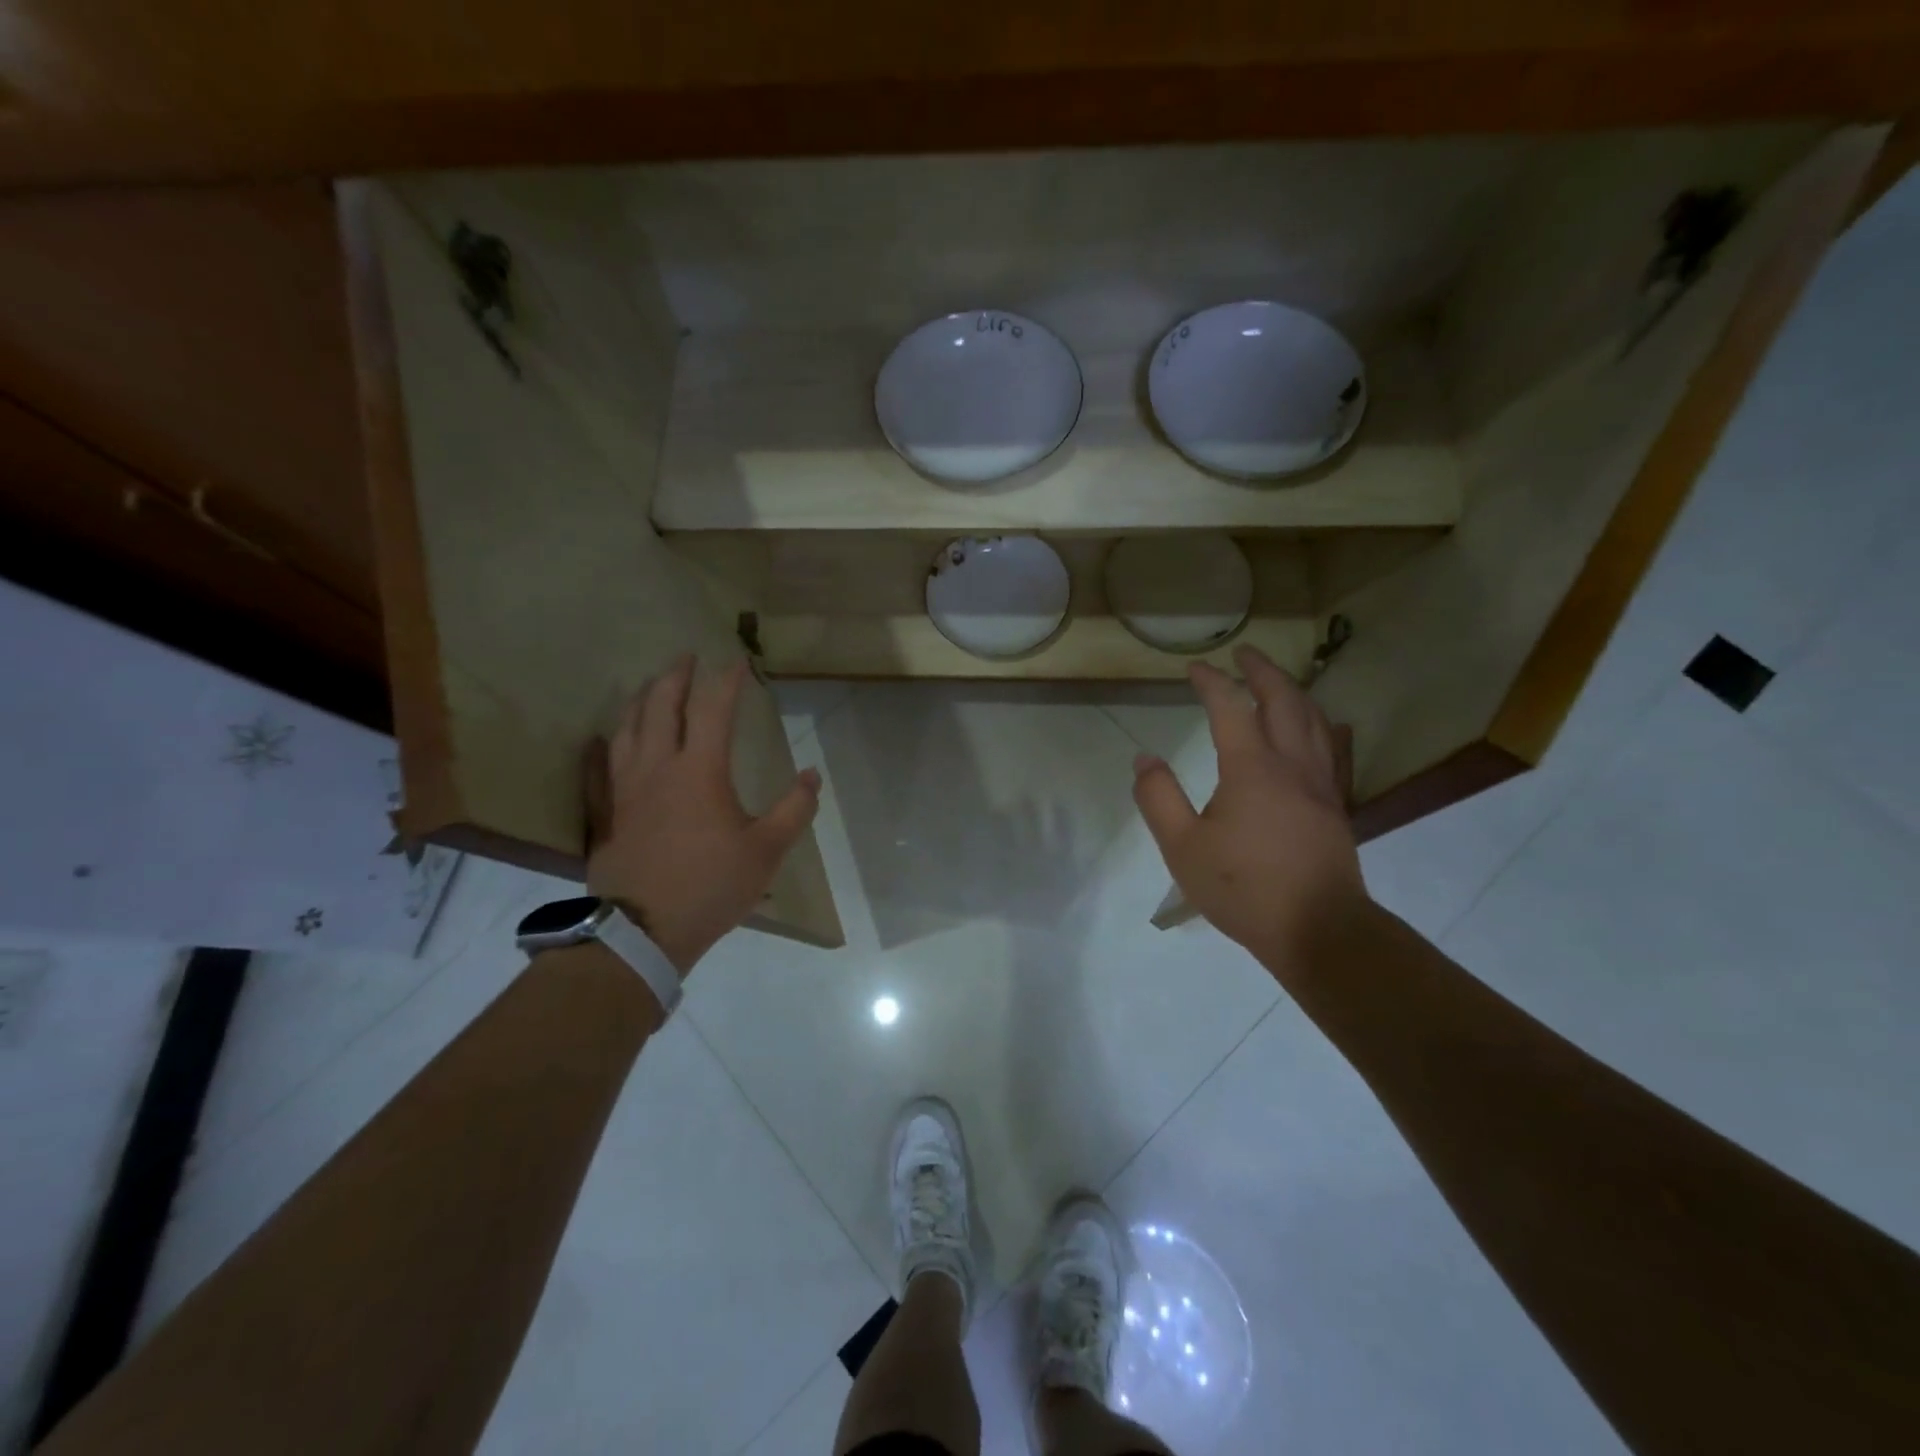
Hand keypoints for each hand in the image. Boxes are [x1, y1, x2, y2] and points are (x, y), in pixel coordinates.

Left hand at [585, 655, 820, 975]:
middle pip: (662, 706)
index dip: (726, 681)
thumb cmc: (711, 886)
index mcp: (700, 771)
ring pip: (627, 728)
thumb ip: (794, 809)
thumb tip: (810, 775)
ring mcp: (625, 788)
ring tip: (650, 685)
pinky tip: (599, 737)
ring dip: (641, 699)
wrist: (643, 931)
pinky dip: (601, 745)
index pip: (713, 709)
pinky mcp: (606, 812)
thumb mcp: (767, 851)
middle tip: (686, 656)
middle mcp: (658, 767)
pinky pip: (597, 768)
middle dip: (675, 675)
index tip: (738, 662)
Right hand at [1132, 645, 1370, 978]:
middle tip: (1245, 652)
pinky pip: (1334, 750)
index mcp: (1251, 768)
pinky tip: (1329, 725)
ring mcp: (1320, 784)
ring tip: (1278, 680)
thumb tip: (1144, 759)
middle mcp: (1291, 764)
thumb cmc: (1243, 889)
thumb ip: (1159, 798)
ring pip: (1314, 720)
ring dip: (1294, 691)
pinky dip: (1326, 726)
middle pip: (1283, 700)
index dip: (1211, 681)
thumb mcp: (1182, 847)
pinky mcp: (1335, 806)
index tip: (1193, 667)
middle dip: (1262, 671)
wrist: (1318, 930)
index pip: (1230, 707)